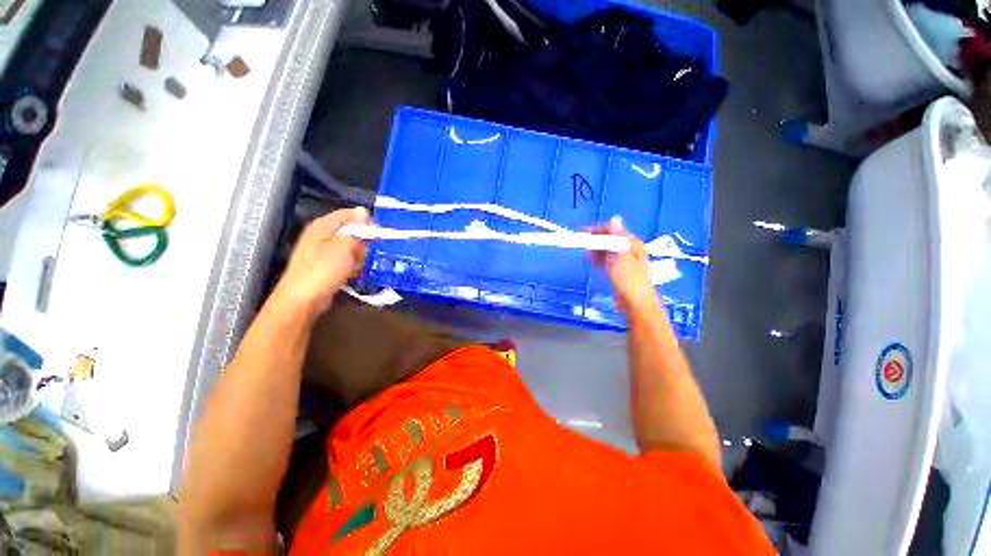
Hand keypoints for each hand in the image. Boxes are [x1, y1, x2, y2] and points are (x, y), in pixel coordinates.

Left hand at [274, 208, 369, 316]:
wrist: (304, 299)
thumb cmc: (323, 270)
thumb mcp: (344, 246)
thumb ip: (356, 229)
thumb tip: (363, 211)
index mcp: (323, 225)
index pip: (350, 214)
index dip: (366, 221)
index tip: (378, 233)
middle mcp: (323, 235)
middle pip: (352, 231)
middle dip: (362, 242)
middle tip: (362, 253)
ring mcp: (324, 251)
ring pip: (352, 248)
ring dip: (359, 256)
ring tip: (355, 266)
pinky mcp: (327, 265)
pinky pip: (347, 260)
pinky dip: (352, 265)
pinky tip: (351, 273)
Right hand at [588, 217, 657, 313]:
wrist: (636, 304)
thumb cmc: (629, 280)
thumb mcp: (621, 257)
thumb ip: (616, 238)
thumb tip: (615, 218)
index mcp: (632, 244)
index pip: (614, 230)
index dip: (598, 230)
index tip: (584, 232)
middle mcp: (630, 250)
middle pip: (610, 240)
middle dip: (596, 241)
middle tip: (583, 245)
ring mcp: (626, 261)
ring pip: (608, 251)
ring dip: (597, 251)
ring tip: (587, 255)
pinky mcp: (621, 271)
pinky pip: (608, 261)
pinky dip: (600, 260)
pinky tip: (595, 263)